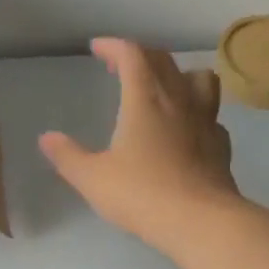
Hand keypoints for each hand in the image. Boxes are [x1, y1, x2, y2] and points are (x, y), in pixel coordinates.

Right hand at [39, 39, 241, 258]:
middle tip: (121, 66)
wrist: (201, 222)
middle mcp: (178, 101)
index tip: (97, 48)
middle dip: (140, 55)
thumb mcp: (93, 178)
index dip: (113, 46)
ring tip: (164, 87)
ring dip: (179, 74)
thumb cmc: (142, 195)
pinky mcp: (221, 145)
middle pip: (164, 61)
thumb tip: (47, 139)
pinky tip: (187, 129)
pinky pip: (211, 115)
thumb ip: (68, 156)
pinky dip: (197, 112)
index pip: (132, 56)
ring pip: (200, 78)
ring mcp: (206, 121)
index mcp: (144, 100)